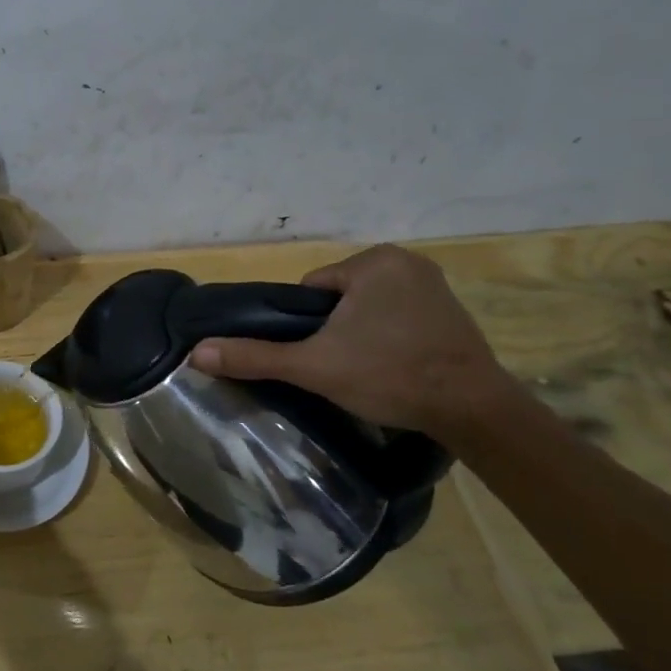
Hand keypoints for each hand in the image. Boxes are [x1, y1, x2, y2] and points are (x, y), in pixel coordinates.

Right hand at [190, 244, 511, 440]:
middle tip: (344, 367)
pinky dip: (390, 336)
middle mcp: (406, 261)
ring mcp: (434, 284)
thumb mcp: (314, 366)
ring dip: (360, 333)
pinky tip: (396, 365)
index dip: (306, 326)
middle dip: (334, 329)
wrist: (473, 410)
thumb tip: (197, 353)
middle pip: (339, 298)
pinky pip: (398, 315)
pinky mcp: (452, 309)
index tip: (321, 355)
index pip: (312, 289)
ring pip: (368, 308)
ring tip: (369, 370)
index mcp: (373, 261)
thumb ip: (255, 356)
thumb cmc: (389, 375)